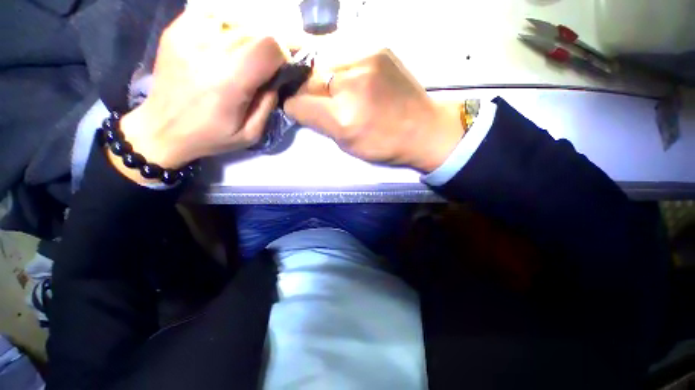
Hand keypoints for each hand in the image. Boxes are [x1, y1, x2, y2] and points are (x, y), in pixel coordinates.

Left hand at [115, 11, 287, 180]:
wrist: (161, 128)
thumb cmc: (209, 136)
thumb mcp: (250, 134)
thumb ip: (268, 105)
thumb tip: (276, 80)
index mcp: (230, 82)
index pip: (269, 46)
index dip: (282, 54)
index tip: (280, 68)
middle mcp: (209, 51)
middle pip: (253, 31)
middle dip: (266, 47)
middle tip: (263, 65)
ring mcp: (188, 35)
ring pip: (235, 20)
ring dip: (247, 37)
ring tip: (243, 56)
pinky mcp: (176, 30)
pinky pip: (211, 14)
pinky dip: (225, 25)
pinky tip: (224, 43)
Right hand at [283, 49, 464, 172]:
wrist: (424, 128)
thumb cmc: (385, 145)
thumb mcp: (348, 145)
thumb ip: (322, 125)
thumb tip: (299, 106)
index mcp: (343, 117)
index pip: (299, 103)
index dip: (294, 107)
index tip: (300, 110)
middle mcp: (351, 84)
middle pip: (308, 78)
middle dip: (306, 89)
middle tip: (317, 99)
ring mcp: (365, 59)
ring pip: (322, 60)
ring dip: (321, 74)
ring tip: (333, 86)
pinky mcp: (377, 47)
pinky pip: (343, 51)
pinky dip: (338, 64)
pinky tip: (348, 75)